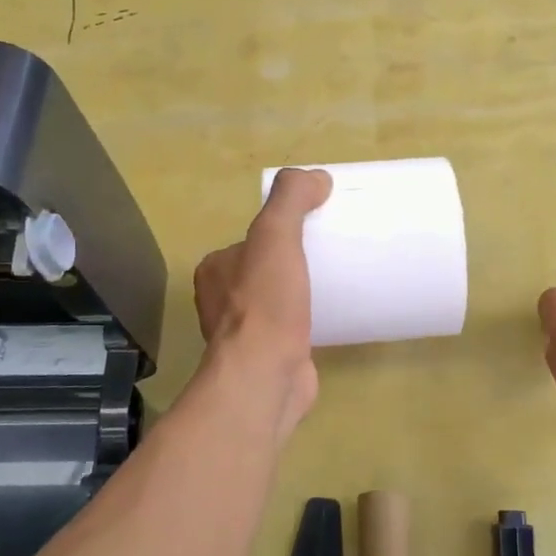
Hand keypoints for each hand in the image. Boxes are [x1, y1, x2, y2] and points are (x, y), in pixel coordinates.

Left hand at [194, 168, 333, 429]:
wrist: (265, 377)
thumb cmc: (264, 305)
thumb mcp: (275, 237)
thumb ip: (290, 200)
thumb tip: (316, 177)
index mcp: (215, 268)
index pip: (253, 238)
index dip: (284, 230)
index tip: (319, 227)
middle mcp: (221, 299)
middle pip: (267, 268)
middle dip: (297, 260)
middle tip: (335, 254)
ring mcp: (244, 332)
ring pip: (278, 299)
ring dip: (303, 291)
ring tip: (341, 281)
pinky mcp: (268, 356)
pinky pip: (291, 327)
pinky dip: (309, 319)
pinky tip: (333, 316)